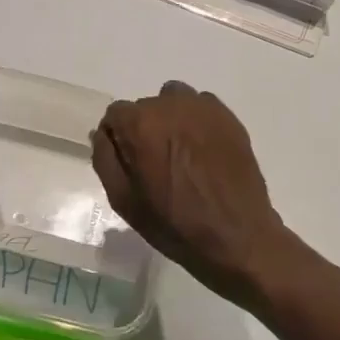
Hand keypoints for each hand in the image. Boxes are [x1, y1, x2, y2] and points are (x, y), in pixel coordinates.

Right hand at [91, 81, 297, 310]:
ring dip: (170, 121)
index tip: (130, 164)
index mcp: (140, 124)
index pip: (115, 115)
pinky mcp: (228, 117)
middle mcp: (169, 105)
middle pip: (145, 108)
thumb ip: (105, 159)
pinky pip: (200, 108)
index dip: (119, 139)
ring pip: (173, 102)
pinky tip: (204, 153)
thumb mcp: (124, 200)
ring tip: (181, 156)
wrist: (237, 237)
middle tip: (157, 166)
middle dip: (144, 130)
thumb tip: (102, 133)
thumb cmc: (174, 224)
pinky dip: (196, 123)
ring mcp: (202, 108)